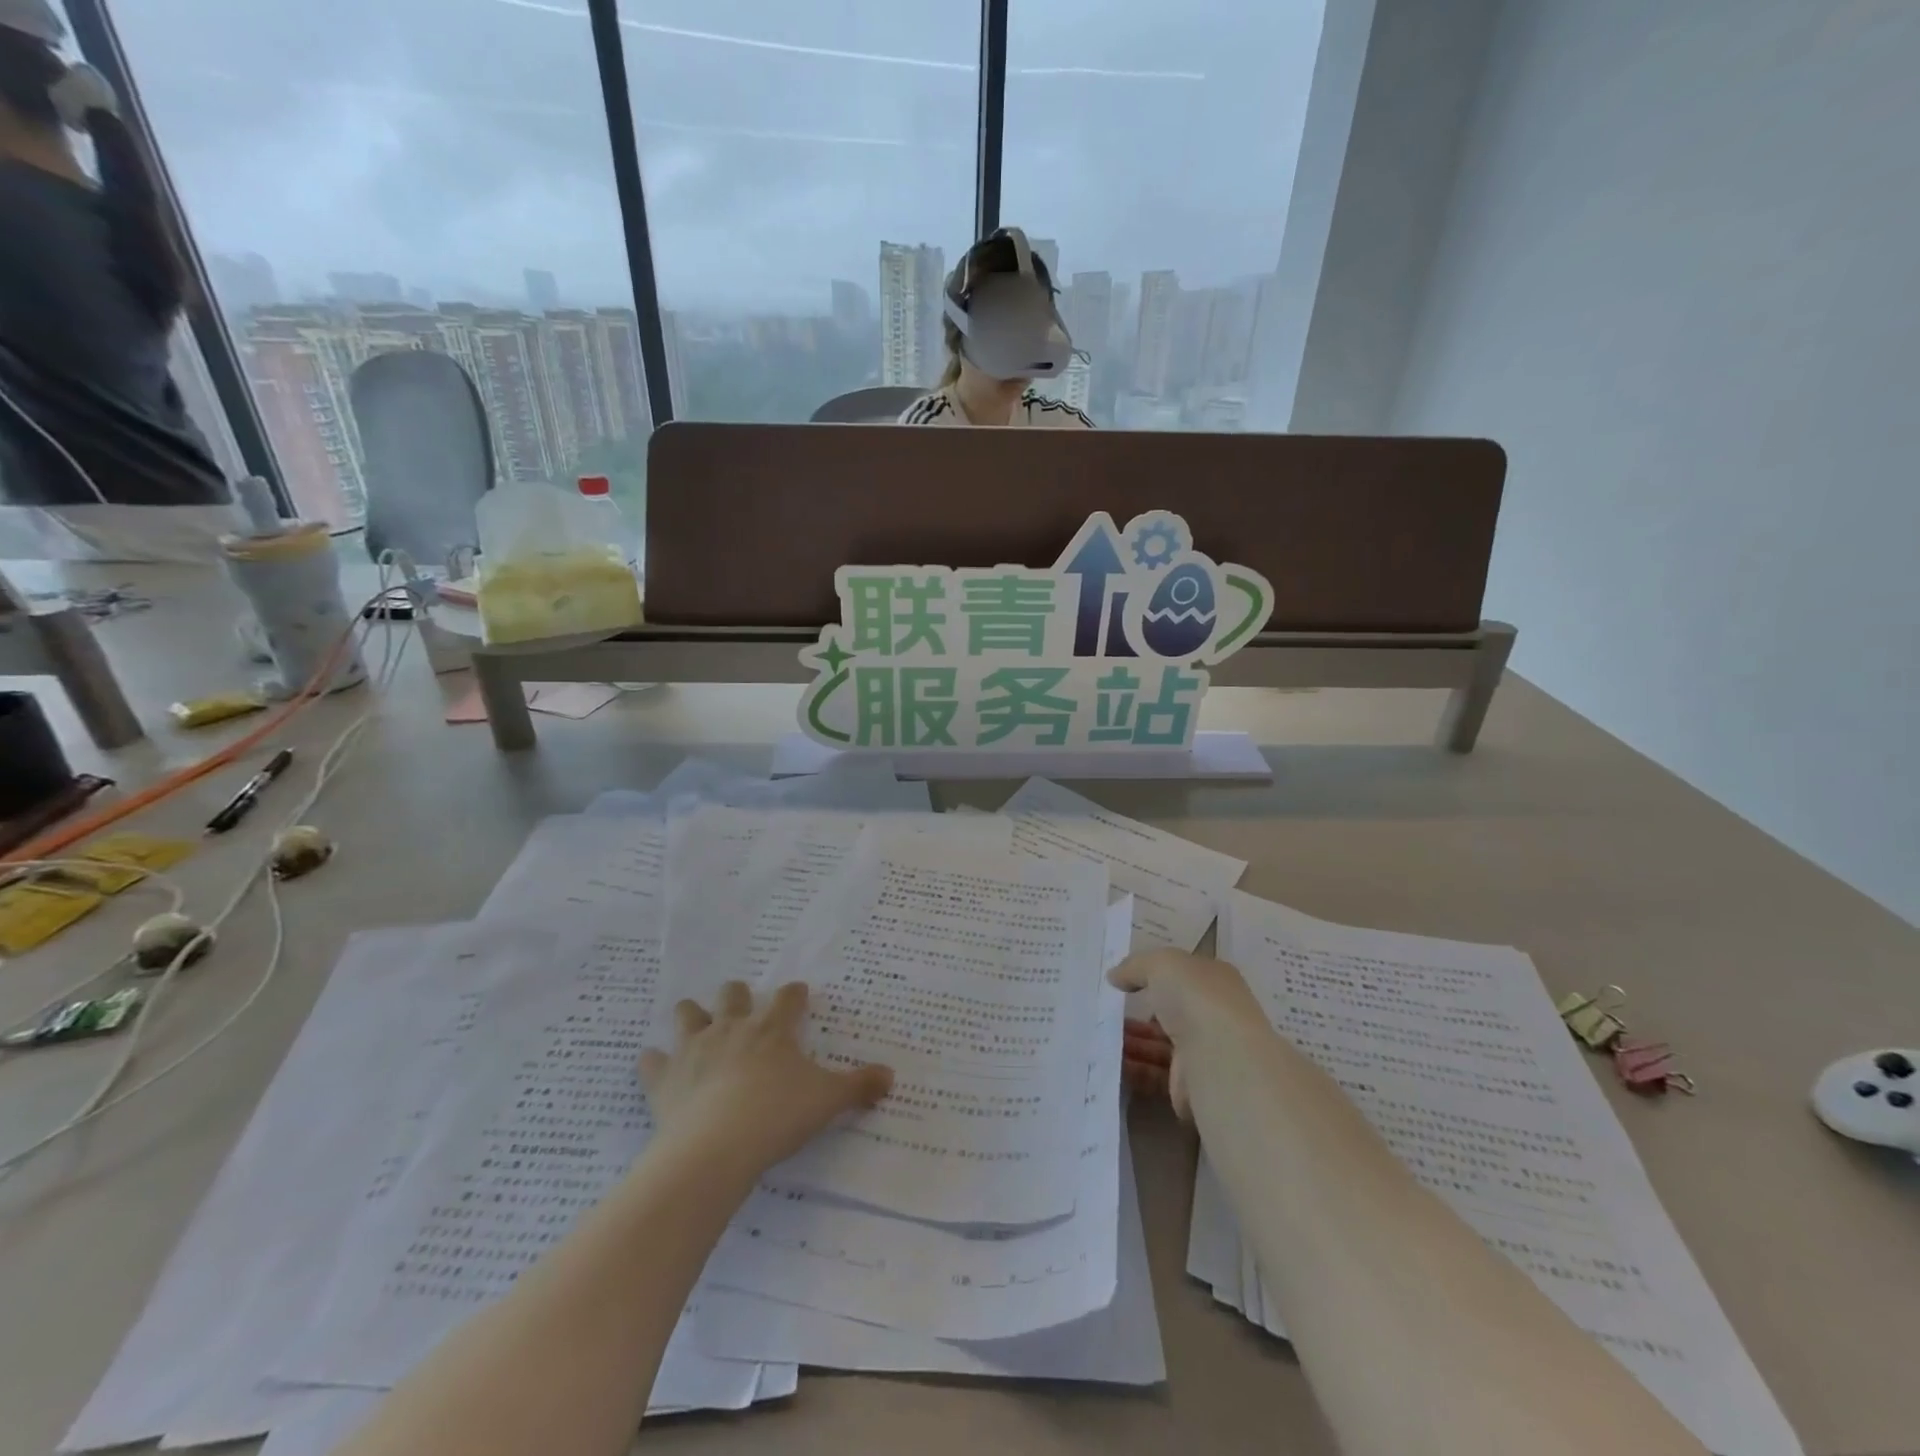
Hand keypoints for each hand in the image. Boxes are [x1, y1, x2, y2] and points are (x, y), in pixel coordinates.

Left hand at [638, 980, 892, 1176]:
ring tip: (696, 1022)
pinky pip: (651, 1061)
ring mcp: (694, 1049)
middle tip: (744, 1006)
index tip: (799, 995)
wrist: (715, 1148)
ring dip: (692, 1015)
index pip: (788, 998)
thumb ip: (859, 1086)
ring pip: (688, 1014)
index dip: (795, 995)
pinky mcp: (663, 1078)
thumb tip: (891, 1076)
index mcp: (772, 1029)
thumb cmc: (777, 1115)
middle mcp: (732, 1028)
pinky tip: (656, 1066)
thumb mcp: (828, 1100)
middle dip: (737, 994)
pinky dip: (653, 1062)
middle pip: (732, 993)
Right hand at [1109, 949, 1269, 1117]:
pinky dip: (1132, 1067)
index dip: (1154, 974)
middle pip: (1169, 1011)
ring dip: (1132, 1040)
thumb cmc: (1196, 999)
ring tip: (1099, 1034)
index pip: (1183, 974)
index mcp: (1215, 981)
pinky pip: (1153, 1072)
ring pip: (1159, 1043)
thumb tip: (1115, 976)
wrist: (1219, 1060)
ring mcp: (1203, 1051)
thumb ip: (1136, 966)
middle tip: (1106, 1010)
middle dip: (1138, 1011)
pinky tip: (1110, 1060)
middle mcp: (1213, 1015)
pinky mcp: (1189, 1084)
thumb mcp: (1162, 964)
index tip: (1123, 978)